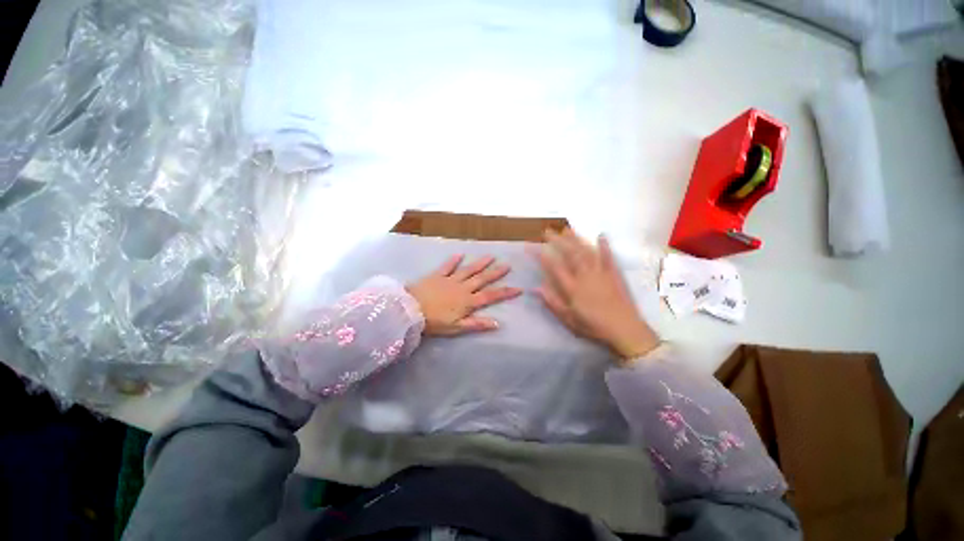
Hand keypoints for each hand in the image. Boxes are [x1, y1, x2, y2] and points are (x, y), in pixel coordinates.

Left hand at [407, 255, 522, 335]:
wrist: (411, 310)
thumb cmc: (434, 322)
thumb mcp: (457, 327)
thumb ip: (477, 324)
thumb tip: (497, 323)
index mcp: (468, 301)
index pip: (491, 296)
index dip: (505, 292)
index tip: (518, 288)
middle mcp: (462, 288)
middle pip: (482, 279)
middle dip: (496, 273)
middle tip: (507, 265)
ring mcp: (450, 280)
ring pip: (468, 270)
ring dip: (480, 263)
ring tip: (491, 256)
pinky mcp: (437, 275)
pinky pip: (447, 266)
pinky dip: (453, 260)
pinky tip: (460, 254)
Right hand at [534, 229, 658, 361]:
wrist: (625, 330)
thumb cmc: (594, 326)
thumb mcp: (569, 319)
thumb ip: (553, 302)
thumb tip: (536, 288)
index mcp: (572, 288)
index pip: (554, 267)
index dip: (542, 256)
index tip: (532, 247)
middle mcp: (585, 276)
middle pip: (570, 254)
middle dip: (557, 241)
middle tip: (547, 231)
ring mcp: (601, 273)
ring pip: (586, 251)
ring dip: (576, 239)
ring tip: (566, 229)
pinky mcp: (614, 274)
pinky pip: (609, 257)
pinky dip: (605, 246)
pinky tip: (601, 235)